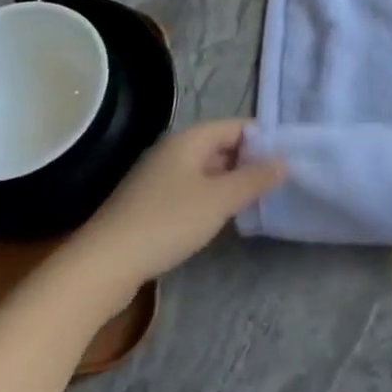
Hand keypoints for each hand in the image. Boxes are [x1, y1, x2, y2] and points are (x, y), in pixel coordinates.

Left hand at [61, 119, 283, 308]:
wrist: (104, 265)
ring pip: (207, 169)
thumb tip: (285, 160)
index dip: (264, 140)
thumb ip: (255, 178)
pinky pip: (192, 189)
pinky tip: (221, 217)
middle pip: (222, 146)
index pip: (237, 126)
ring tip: (256, 201)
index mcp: (189, 139)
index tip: (287, 161)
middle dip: (250, 162)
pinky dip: (211, 197)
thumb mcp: (220, 199)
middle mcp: (174, 150)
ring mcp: (159, 177)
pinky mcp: (150, 202)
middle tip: (278, 183)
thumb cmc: (167, 222)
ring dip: (231, 182)